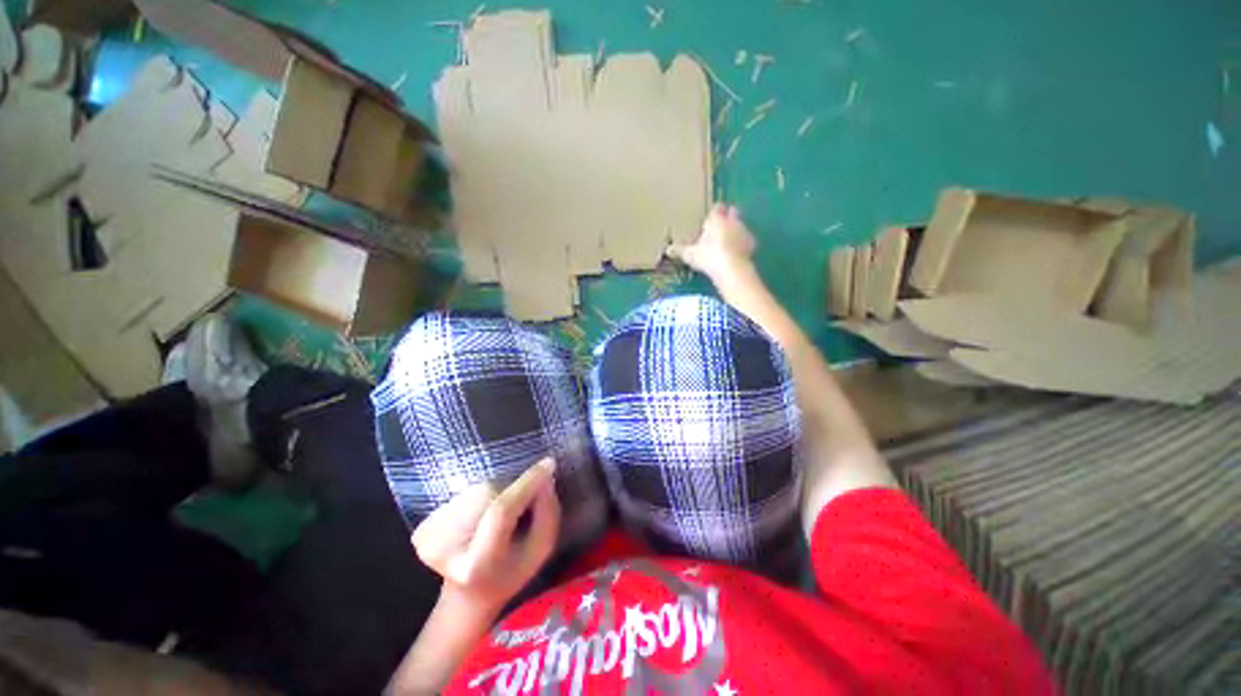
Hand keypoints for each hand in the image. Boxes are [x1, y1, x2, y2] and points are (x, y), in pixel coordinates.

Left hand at [412, 459, 560, 615]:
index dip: (526, 484)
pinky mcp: (422, 528)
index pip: (501, 511)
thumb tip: (544, 478)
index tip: (548, 463)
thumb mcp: (540, 551)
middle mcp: (444, 550)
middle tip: (520, 508)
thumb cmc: (510, 572)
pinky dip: (479, 498)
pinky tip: (479, 520)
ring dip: (496, 493)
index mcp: (476, 565)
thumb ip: (547, 514)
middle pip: (490, 494)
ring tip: (496, 518)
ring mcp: (428, 538)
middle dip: (512, 491)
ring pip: (477, 490)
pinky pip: (464, 494)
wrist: (466, 594)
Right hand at [667, 203, 757, 285]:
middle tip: (723, 224)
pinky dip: (743, 245)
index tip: (712, 215)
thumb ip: (680, 250)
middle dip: (729, 216)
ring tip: (729, 240)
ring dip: (736, 231)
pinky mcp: (752, 244)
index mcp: (716, 220)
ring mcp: (744, 232)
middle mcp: (732, 221)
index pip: (717, 209)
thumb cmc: (708, 256)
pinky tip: (738, 252)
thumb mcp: (690, 255)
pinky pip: (747, 241)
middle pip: (733, 213)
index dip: (715, 211)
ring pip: (741, 226)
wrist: (731, 268)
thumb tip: (668, 250)